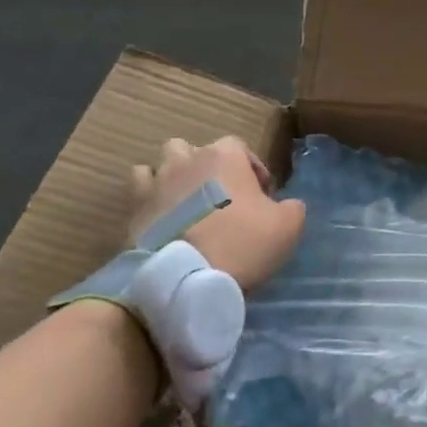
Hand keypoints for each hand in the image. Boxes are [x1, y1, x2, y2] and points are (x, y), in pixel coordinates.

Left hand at [128, 137, 304, 291]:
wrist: (185, 279)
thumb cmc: (241, 243)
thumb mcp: (287, 226)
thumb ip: (292, 207)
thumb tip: (286, 205)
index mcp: (225, 156)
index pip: (240, 147)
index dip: (252, 169)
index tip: (260, 197)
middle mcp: (188, 160)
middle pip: (195, 150)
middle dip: (207, 168)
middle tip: (221, 197)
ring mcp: (156, 182)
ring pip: (162, 164)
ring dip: (175, 177)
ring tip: (187, 204)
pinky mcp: (134, 209)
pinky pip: (139, 190)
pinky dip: (150, 198)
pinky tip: (162, 217)